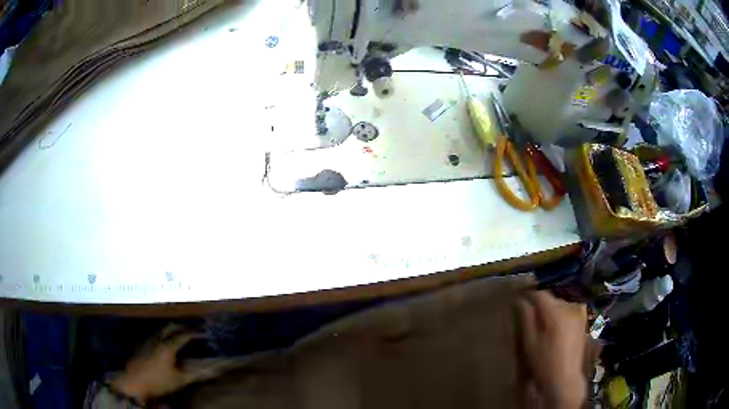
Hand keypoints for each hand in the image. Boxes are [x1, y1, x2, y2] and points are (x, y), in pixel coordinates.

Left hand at [109, 325, 230, 402]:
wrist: (133, 381)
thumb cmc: (158, 382)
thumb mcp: (179, 380)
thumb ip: (196, 374)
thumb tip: (213, 370)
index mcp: (168, 346)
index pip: (184, 335)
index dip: (195, 333)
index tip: (204, 333)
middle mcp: (157, 338)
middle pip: (172, 326)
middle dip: (183, 327)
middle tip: (193, 330)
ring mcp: (148, 339)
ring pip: (162, 329)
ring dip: (173, 329)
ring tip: (181, 334)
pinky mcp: (141, 342)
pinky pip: (155, 333)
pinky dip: (164, 334)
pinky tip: (165, 342)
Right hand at [515, 290, 588, 408]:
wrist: (565, 379)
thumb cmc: (544, 363)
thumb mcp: (530, 342)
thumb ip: (526, 319)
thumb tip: (521, 301)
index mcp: (556, 313)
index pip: (541, 295)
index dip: (529, 295)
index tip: (519, 298)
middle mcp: (570, 309)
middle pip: (552, 299)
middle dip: (540, 303)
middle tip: (529, 314)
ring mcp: (579, 314)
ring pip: (561, 304)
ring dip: (552, 309)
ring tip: (543, 321)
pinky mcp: (583, 321)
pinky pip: (570, 310)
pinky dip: (562, 313)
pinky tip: (556, 325)